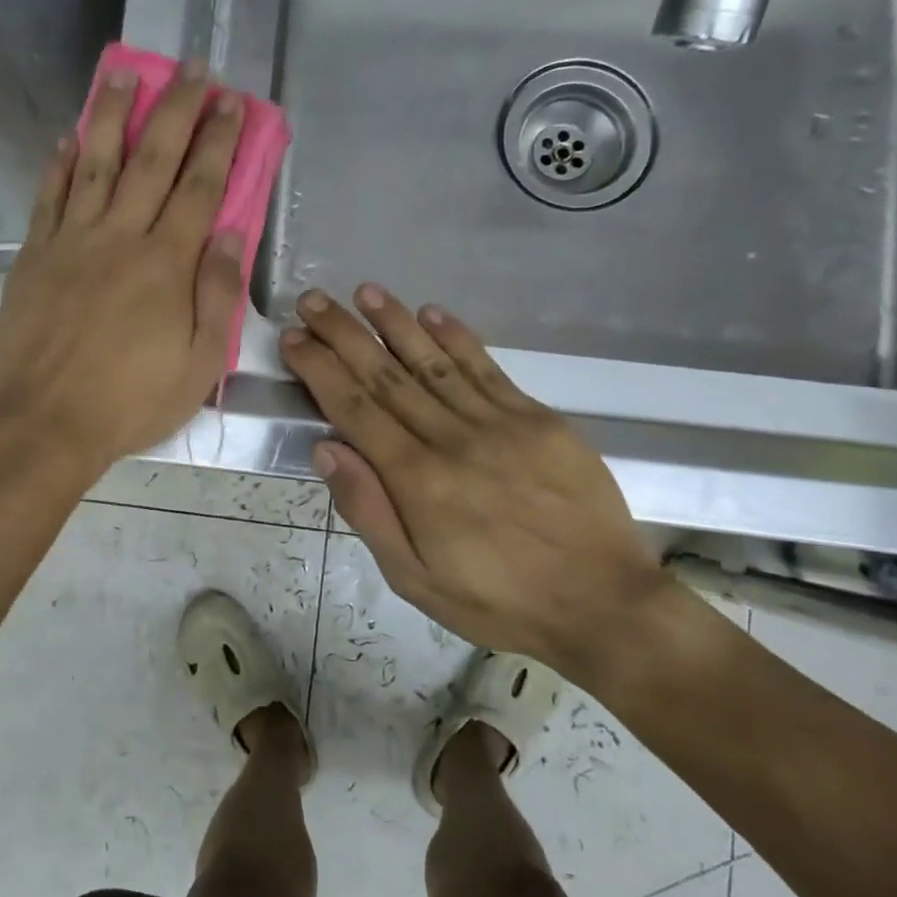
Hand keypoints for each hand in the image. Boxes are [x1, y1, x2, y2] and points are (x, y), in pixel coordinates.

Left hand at [0, 61, 245, 477]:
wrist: (47, 422)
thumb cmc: (131, 401)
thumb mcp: (198, 363)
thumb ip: (216, 295)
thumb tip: (226, 232)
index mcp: (166, 264)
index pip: (199, 187)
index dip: (218, 142)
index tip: (231, 103)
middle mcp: (120, 237)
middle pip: (152, 160)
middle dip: (176, 110)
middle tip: (191, 68)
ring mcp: (72, 242)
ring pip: (95, 164)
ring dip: (112, 116)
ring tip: (124, 74)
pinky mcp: (35, 257)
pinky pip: (49, 198)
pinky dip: (58, 165)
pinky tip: (67, 137)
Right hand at [279, 285, 672, 679]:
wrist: (602, 604)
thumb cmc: (496, 600)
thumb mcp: (414, 578)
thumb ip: (368, 510)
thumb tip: (326, 448)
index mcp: (417, 479)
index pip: (355, 408)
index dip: (321, 369)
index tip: (294, 340)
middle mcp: (452, 438)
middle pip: (387, 375)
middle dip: (344, 334)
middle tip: (313, 301)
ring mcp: (500, 423)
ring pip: (434, 361)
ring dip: (395, 323)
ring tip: (364, 292)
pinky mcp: (538, 420)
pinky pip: (488, 369)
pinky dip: (457, 338)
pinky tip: (432, 312)